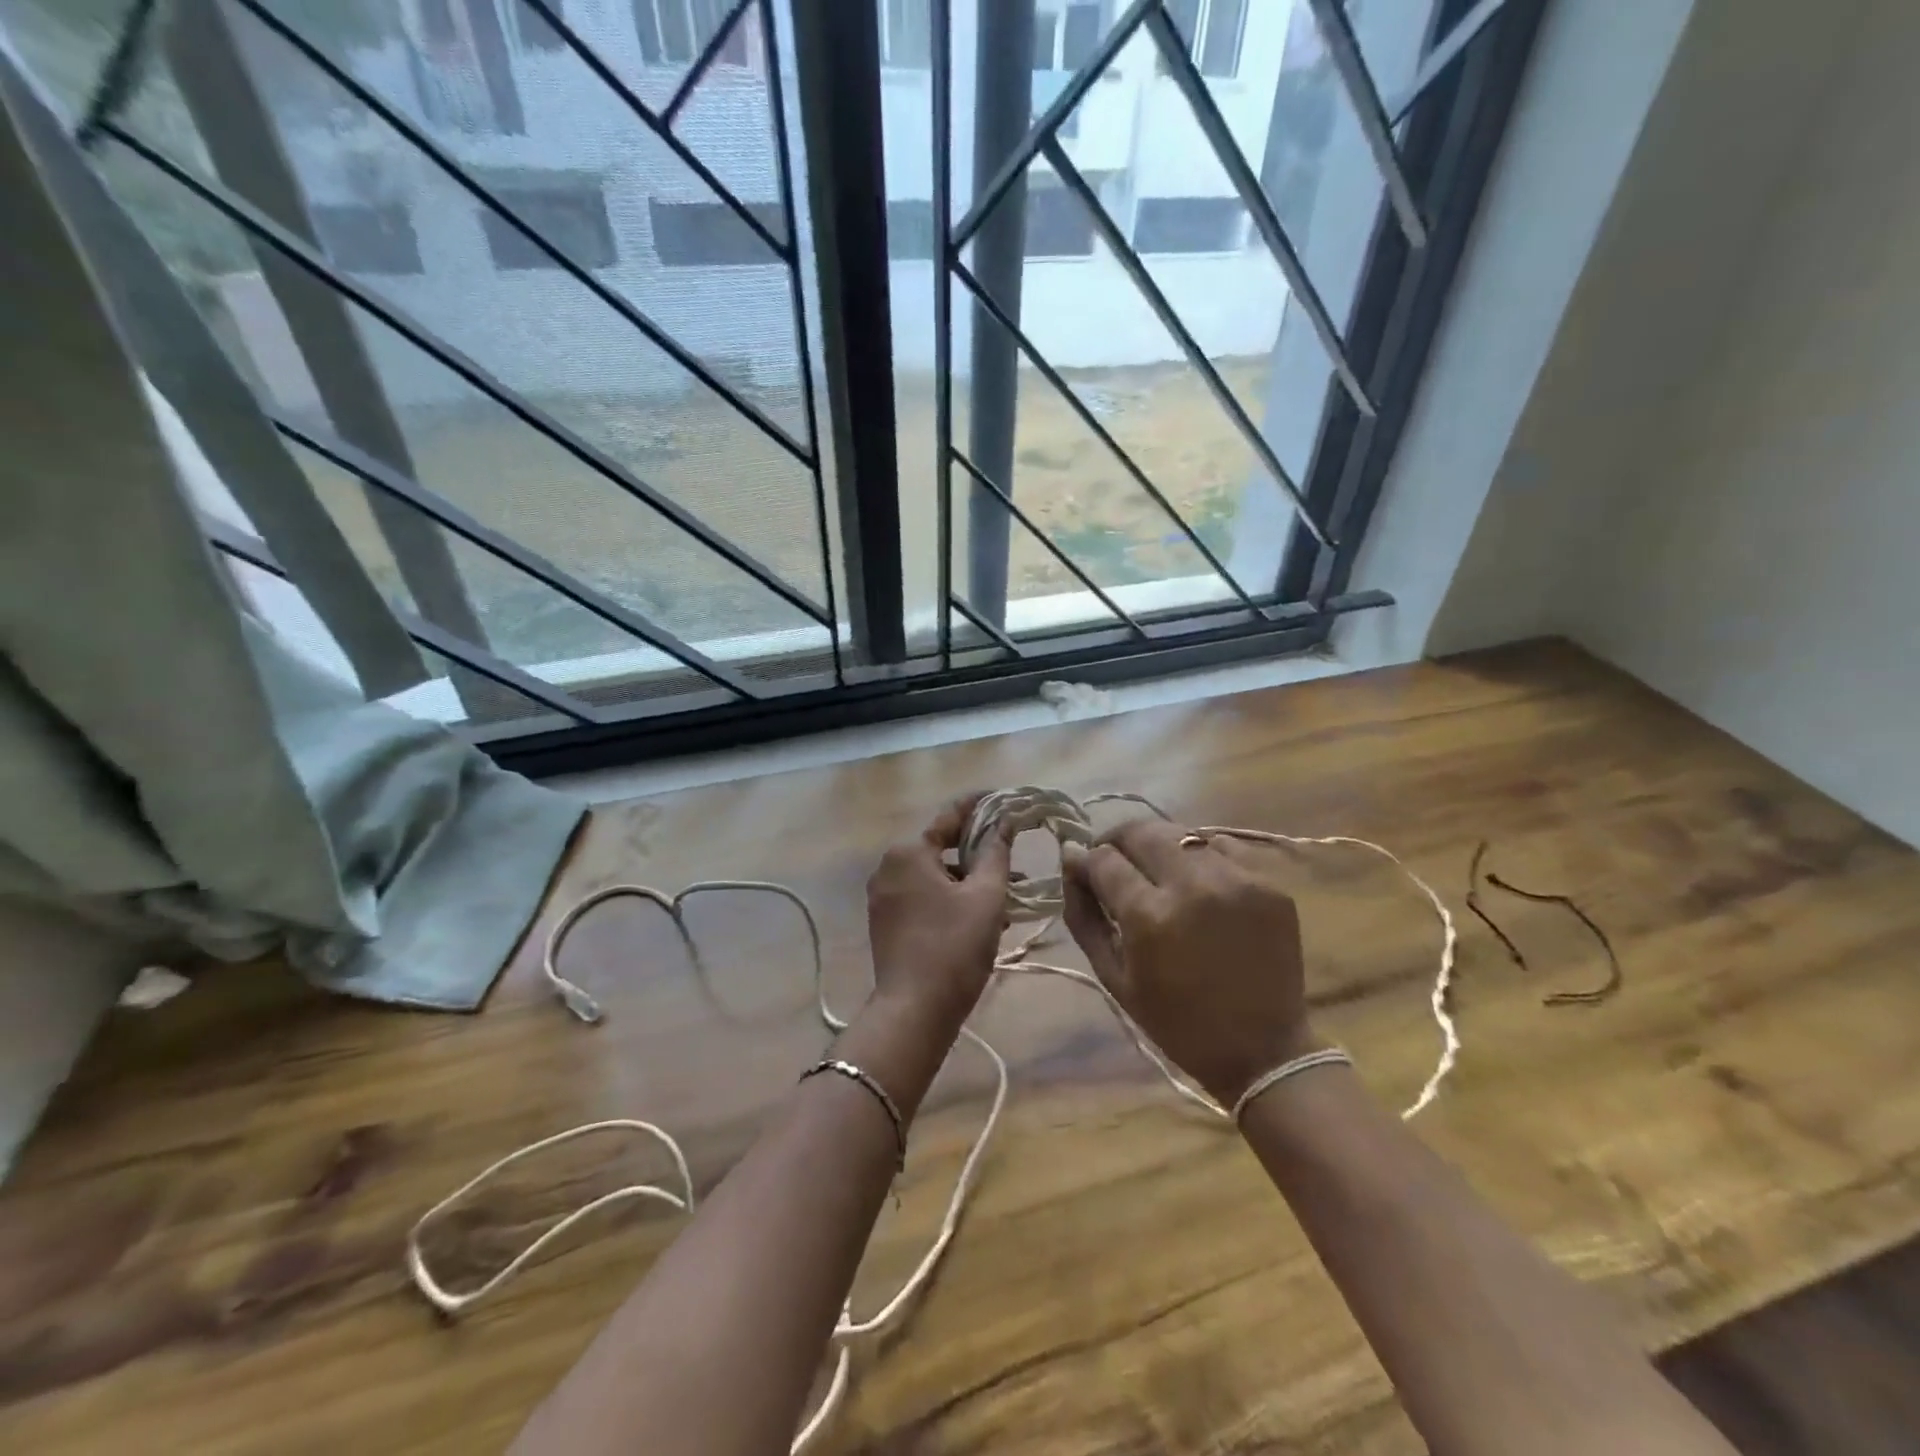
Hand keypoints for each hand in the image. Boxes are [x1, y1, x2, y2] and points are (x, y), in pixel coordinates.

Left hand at [865, 794, 1012, 1022]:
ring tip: (1006, 895)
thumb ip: (995, 853)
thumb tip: (1003, 823)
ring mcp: (883, 896)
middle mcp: (888, 866)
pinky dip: (951, 899)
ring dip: (968, 881)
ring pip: (935, 876)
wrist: (915, 1011)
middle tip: (1013, 858)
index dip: (979, 806)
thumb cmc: (954, 946)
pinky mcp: (885, 921)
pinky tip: (980, 916)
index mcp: (908, 852)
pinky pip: (924, 897)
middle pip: (941, 848)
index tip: (1004, 799)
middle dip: (978, 853)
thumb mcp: (986, 896)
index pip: (950, 816)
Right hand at [1062, 818, 1314, 1106]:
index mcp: (1150, 916)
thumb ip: (1083, 913)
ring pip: (1181, 833)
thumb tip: (1070, 858)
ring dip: (1158, 846)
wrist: (1261, 1050)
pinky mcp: (1269, 883)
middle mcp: (1194, 885)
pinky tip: (1198, 883)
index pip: (1104, 858)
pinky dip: (1200, 856)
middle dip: (1118, 841)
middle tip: (1115, 863)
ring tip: (1156, 873)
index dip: (1086, 860)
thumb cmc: (1175, 1021)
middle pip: (1141, 830)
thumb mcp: (1113, 976)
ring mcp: (1238, 879)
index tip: (1084, 870)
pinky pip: (1221, 847)